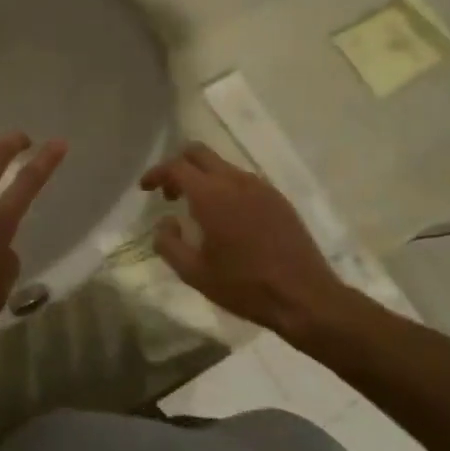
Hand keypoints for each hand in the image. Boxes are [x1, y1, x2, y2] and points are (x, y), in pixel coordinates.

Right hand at [140, 143, 354, 335]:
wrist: (304, 297)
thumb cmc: (244, 286)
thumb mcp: (195, 273)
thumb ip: (169, 244)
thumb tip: (165, 223)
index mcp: (211, 195)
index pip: (176, 167)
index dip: (156, 174)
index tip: (145, 188)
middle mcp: (236, 181)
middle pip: (199, 153)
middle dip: (179, 167)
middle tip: (170, 194)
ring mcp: (261, 187)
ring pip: (223, 166)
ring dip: (204, 178)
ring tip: (197, 210)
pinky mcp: (278, 199)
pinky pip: (244, 181)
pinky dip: (226, 188)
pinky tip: (227, 219)